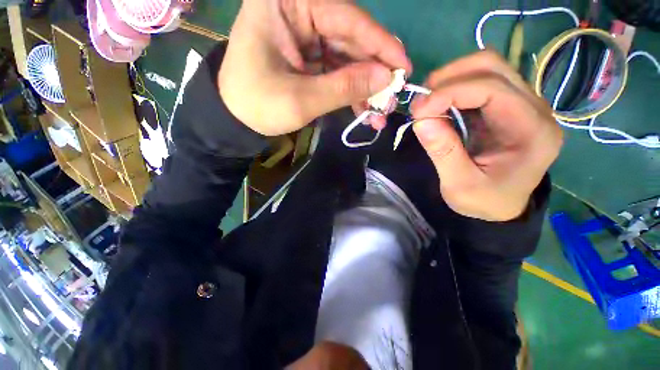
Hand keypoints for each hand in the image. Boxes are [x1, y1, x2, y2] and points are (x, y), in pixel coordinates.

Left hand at [219, 0, 410, 135]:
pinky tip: (364, 111)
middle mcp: (299, 12)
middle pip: (351, 39)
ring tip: (381, 113)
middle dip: (373, 73)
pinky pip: (339, 72)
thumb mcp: (300, 99)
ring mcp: (307, 37)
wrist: (236, 118)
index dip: (379, 45)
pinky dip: (353, 92)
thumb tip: (385, 79)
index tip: (403, 67)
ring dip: (366, 88)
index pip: (346, 18)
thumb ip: (343, 88)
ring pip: (348, 59)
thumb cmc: (257, 104)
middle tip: (392, 99)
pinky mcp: (311, 59)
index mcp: (287, 3)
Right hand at [411, 51, 562, 221]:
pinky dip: (453, 88)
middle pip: (493, 66)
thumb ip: (443, 152)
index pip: (493, 90)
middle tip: (421, 102)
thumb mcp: (460, 186)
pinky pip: (479, 83)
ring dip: (451, 79)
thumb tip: (420, 120)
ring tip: (427, 103)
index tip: (418, 110)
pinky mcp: (506, 107)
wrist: (502, 206)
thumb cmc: (485, 201)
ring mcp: (522, 104)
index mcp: (533, 132)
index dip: (450, 93)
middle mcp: (534, 109)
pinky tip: (439, 106)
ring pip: (486, 67)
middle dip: (450, 77)